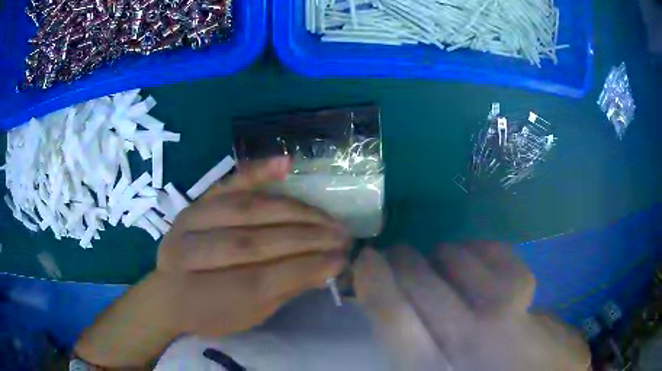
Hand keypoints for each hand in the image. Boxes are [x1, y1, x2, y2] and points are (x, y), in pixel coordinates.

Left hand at [157, 156, 350, 335]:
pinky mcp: (195, 202)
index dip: (306, 268)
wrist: (166, 294)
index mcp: (200, 295)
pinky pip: (228, 183)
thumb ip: (282, 291)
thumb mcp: (245, 317)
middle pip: (254, 242)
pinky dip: (258, 172)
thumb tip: (326, 267)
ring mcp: (190, 221)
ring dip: (295, 213)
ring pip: (247, 210)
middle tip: (341, 237)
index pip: (262, 279)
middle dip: (306, 240)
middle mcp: (189, 254)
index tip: (340, 261)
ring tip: (328, 219)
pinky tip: (286, 165)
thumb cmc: (209, 314)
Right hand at [353, 243, 589, 370]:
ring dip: (439, 253)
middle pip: (421, 284)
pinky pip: (494, 253)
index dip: (374, 284)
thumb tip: (393, 308)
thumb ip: (415, 349)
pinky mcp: (528, 293)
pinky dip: (477, 247)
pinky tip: (475, 255)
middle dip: (400, 260)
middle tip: (395, 254)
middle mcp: (467, 341)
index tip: (365, 259)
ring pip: (456, 262)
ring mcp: (502, 313)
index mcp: (435, 367)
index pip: (395, 322)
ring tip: (439, 258)